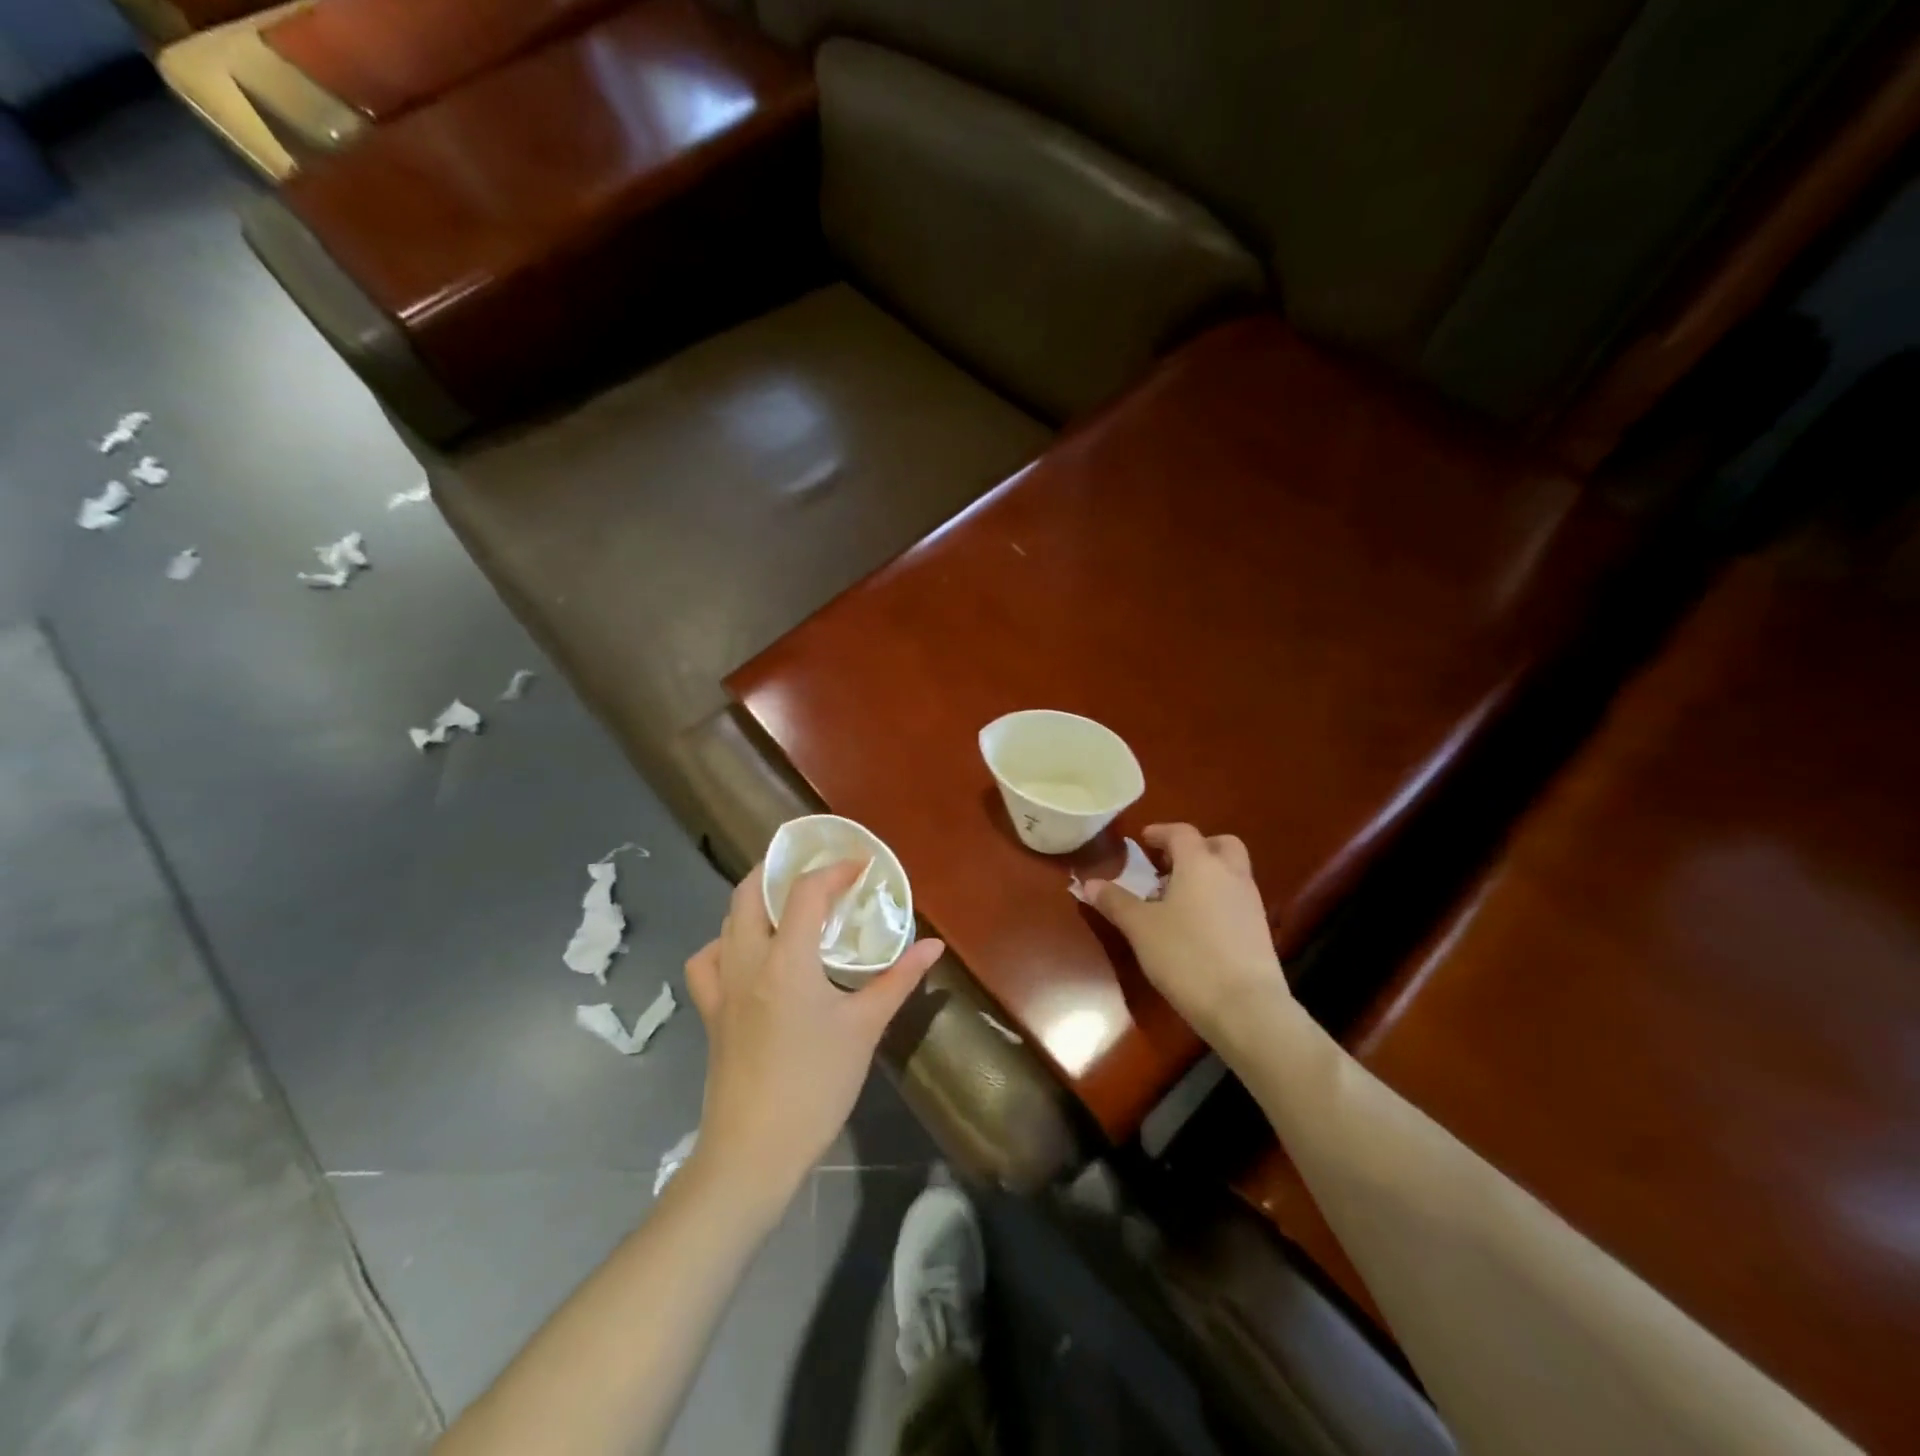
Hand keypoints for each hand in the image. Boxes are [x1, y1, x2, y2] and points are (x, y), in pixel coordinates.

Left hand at [682, 860, 943, 1213]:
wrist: (753, 1150)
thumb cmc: (815, 1085)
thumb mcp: (865, 1028)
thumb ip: (898, 980)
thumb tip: (933, 946)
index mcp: (786, 960)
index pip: (806, 892)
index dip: (834, 870)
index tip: (861, 866)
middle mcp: (747, 961)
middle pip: (750, 892)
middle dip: (780, 869)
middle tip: (815, 870)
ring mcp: (722, 986)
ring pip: (727, 920)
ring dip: (754, 899)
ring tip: (786, 903)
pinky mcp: (711, 1011)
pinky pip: (708, 960)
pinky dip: (726, 942)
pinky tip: (748, 954)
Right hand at [1084, 823, 1287, 1042]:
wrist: (1245, 1006)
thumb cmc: (1186, 956)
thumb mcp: (1140, 928)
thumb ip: (1115, 902)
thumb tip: (1089, 883)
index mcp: (1200, 864)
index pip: (1182, 833)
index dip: (1161, 832)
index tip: (1143, 839)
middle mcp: (1230, 875)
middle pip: (1219, 844)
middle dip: (1195, 847)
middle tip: (1169, 865)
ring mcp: (1250, 902)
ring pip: (1231, 872)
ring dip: (1206, 874)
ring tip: (1176, 900)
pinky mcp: (1260, 930)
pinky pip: (1236, 898)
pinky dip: (1217, 899)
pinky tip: (1196, 926)